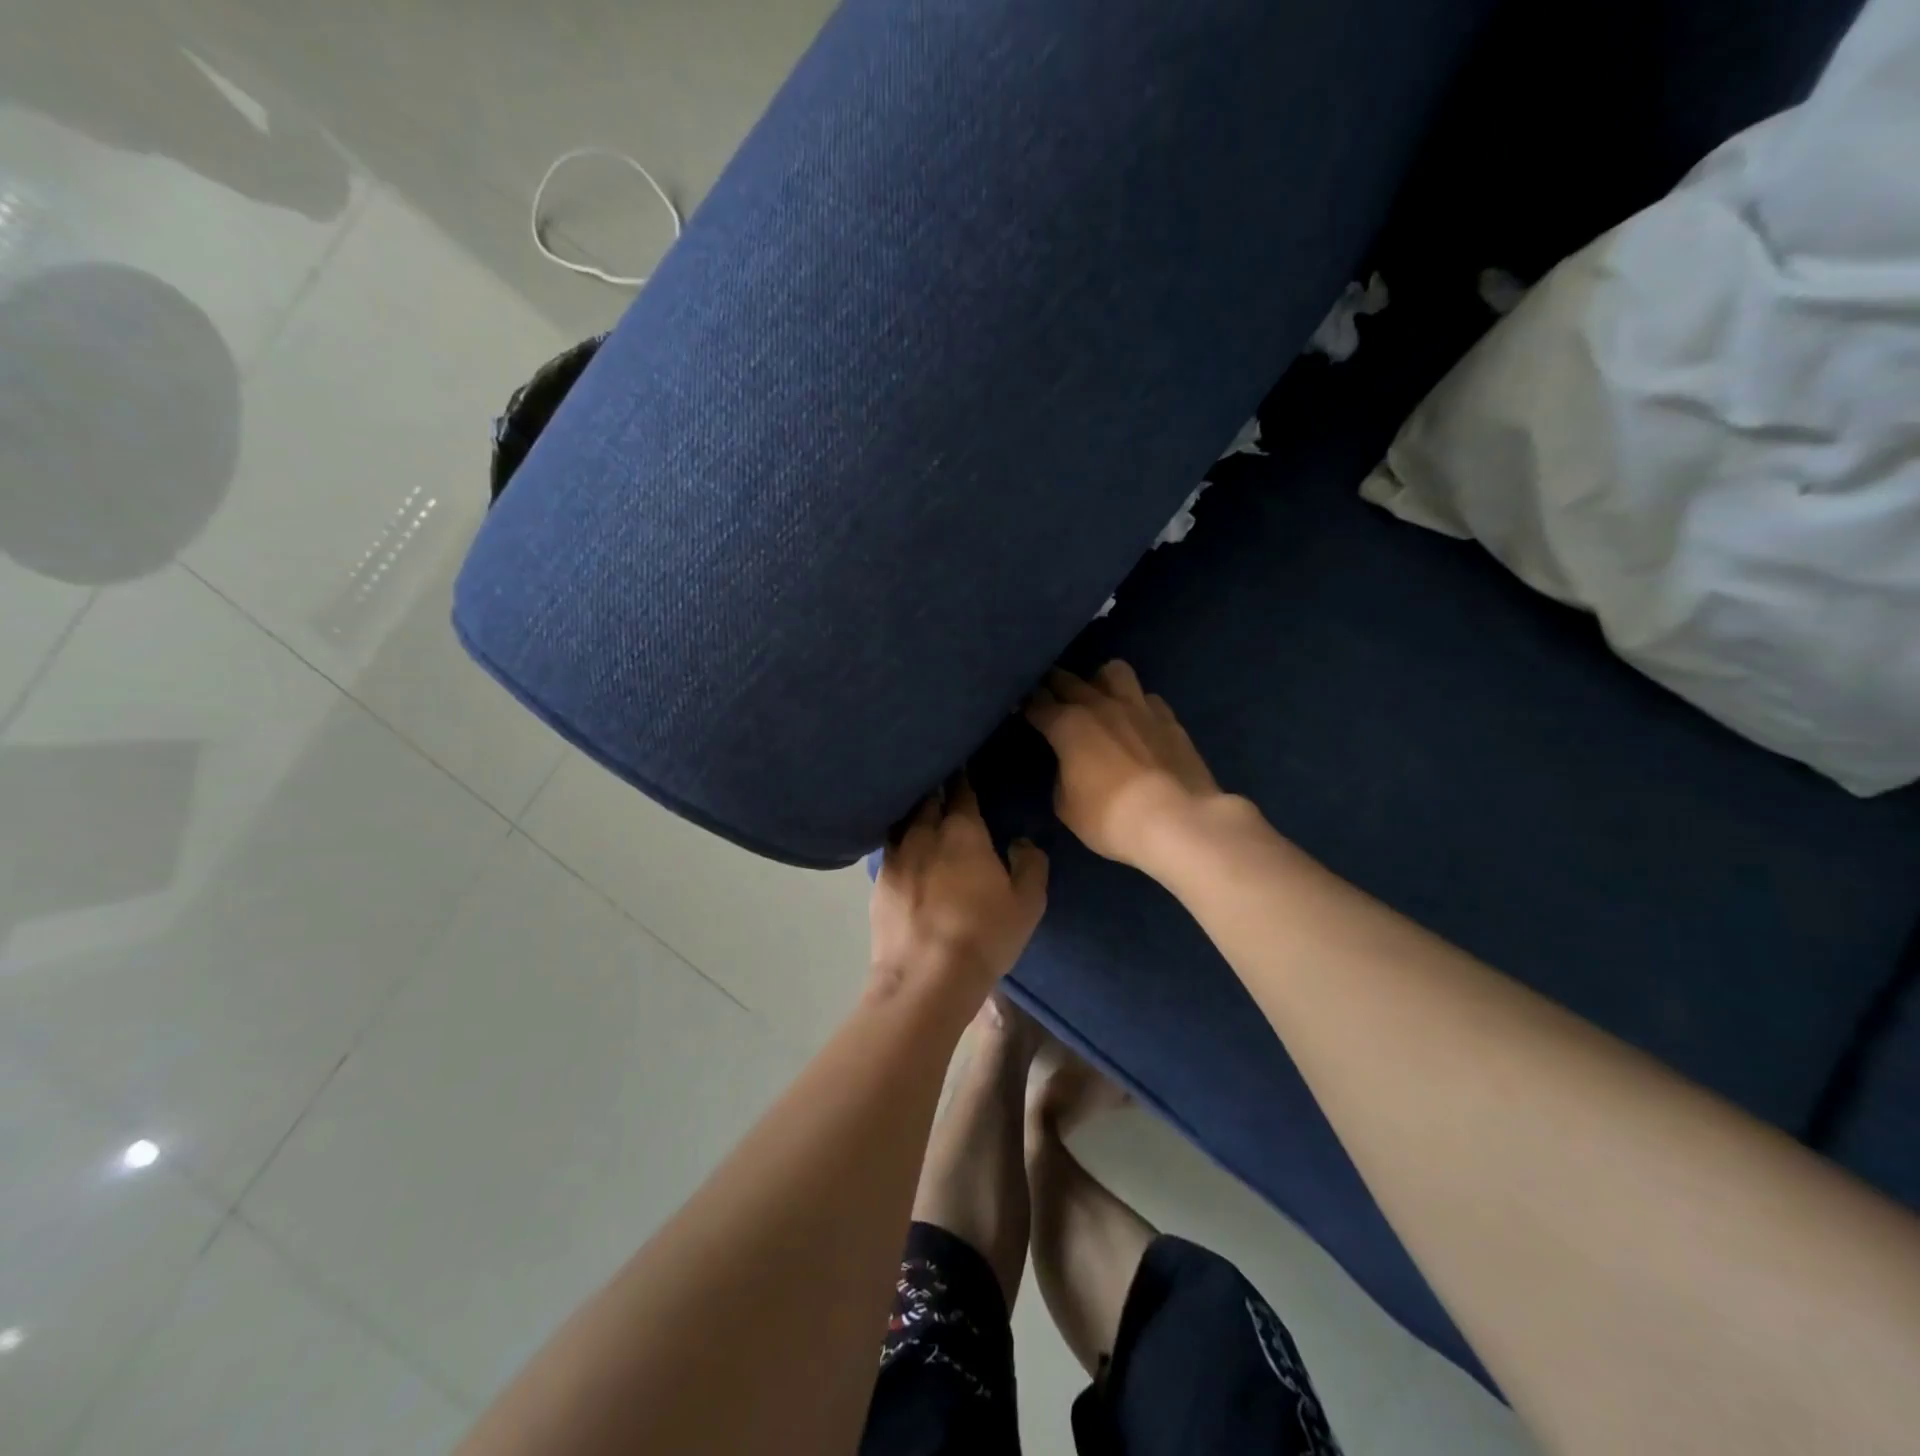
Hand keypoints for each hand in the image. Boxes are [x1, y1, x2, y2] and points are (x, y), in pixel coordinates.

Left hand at [869, 777, 1047, 1000]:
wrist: (926, 978)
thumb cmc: (985, 936)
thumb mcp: (1027, 903)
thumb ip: (1030, 864)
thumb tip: (1020, 842)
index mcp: (963, 831)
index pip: (962, 791)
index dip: (963, 778)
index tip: (963, 767)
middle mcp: (924, 833)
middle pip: (928, 799)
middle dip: (936, 789)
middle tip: (942, 785)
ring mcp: (896, 857)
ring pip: (903, 821)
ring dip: (913, 813)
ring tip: (919, 813)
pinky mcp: (877, 883)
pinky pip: (888, 851)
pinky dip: (897, 844)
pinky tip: (901, 852)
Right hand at [1024, 662, 1226, 872]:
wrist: (1177, 821)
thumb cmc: (1110, 818)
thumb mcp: (1066, 806)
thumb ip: (1061, 776)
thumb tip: (1068, 764)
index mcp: (1068, 724)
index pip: (1037, 704)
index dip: (1025, 705)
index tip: (1019, 709)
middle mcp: (1100, 705)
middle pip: (1068, 679)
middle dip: (1053, 685)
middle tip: (1049, 698)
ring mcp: (1138, 707)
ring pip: (1114, 671)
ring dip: (1100, 681)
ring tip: (1099, 699)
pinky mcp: (1169, 719)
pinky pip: (1147, 698)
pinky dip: (1136, 705)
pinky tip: (1136, 722)